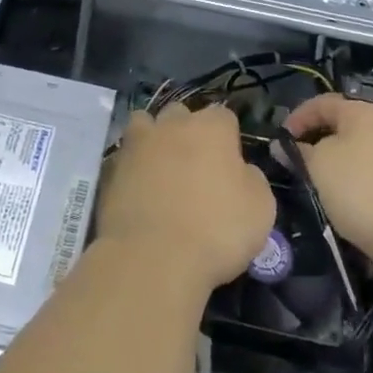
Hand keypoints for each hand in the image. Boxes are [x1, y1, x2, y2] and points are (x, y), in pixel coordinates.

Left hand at [98, 102, 276, 291]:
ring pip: (145, 124)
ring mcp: (138, 143)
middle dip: (187, 131)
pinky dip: (132, 165)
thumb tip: (240, 170)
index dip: (228, 138)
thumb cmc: (216, 230)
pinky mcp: (112, 167)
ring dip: (153, 139)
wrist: (153, 257)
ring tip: (160, 169)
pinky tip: (139, 189)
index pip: (224, 116)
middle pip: (181, 114)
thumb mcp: (260, 209)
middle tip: (194, 167)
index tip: (230, 166)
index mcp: (211, 128)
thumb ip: (252, 178)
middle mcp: (172, 125)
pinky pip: (125, 155)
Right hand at [284, 95, 372, 276]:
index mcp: (363, 111)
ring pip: (355, 146)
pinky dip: (350, 172)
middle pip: (341, 122)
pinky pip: (369, 165)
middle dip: (315, 137)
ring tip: (314, 176)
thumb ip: (297, 151)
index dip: (297, 117)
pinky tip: (340, 192)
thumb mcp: (317, 165)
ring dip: (332, 157)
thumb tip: (282, 146)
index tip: (280, 139)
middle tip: (295, 156)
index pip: (322, 102)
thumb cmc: (358, 188)